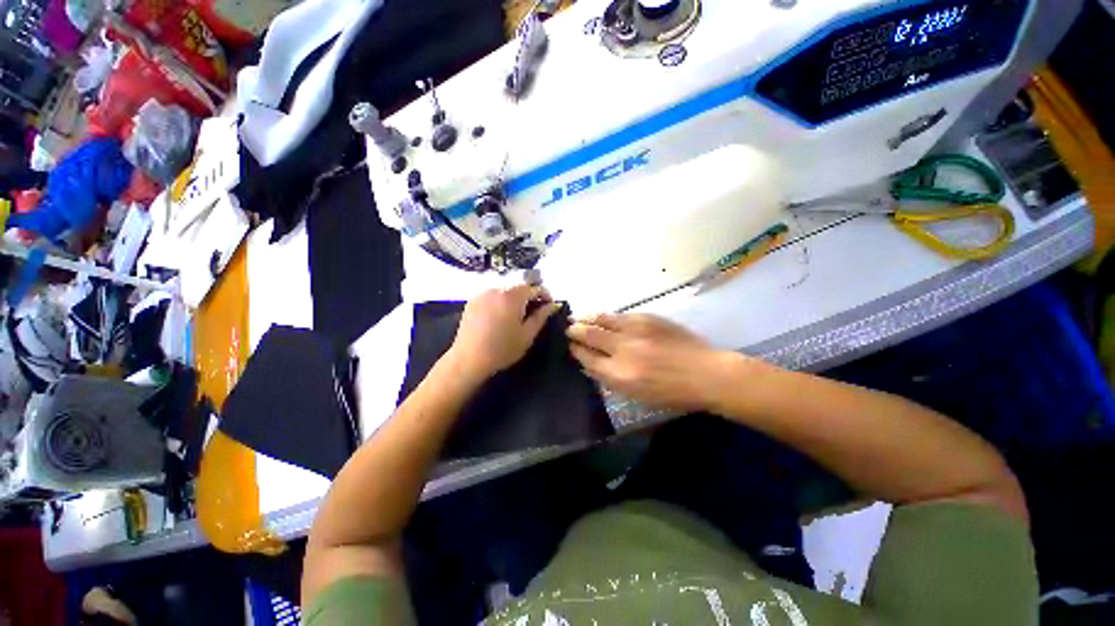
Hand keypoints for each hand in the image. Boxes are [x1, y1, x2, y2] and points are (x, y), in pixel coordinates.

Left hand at [447, 284, 562, 381]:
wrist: (469, 359)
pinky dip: (502, 299)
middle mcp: (497, 289)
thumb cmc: (502, 349)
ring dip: (516, 296)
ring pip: (506, 289)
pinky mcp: (473, 300)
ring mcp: (483, 293)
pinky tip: (502, 314)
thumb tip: (554, 304)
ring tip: (519, 312)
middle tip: (536, 309)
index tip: (550, 305)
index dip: (545, 294)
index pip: (534, 287)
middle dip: (530, 294)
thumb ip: (542, 316)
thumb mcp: (527, 334)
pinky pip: (493, 294)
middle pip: (519, 285)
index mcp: (512, 296)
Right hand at [567, 313, 744, 411]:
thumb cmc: (672, 393)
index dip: (576, 351)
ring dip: (586, 318)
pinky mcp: (646, 318)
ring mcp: (635, 331)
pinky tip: (600, 315)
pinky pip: (619, 315)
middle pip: (589, 336)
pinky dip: (605, 316)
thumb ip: (609, 378)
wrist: (706, 373)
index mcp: (619, 375)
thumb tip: (589, 364)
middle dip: (575, 332)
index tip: (570, 347)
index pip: (587, 358)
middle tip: (569, 329)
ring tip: (577, 317)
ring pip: (601, 320)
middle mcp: (623, 350)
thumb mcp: (637, 395)